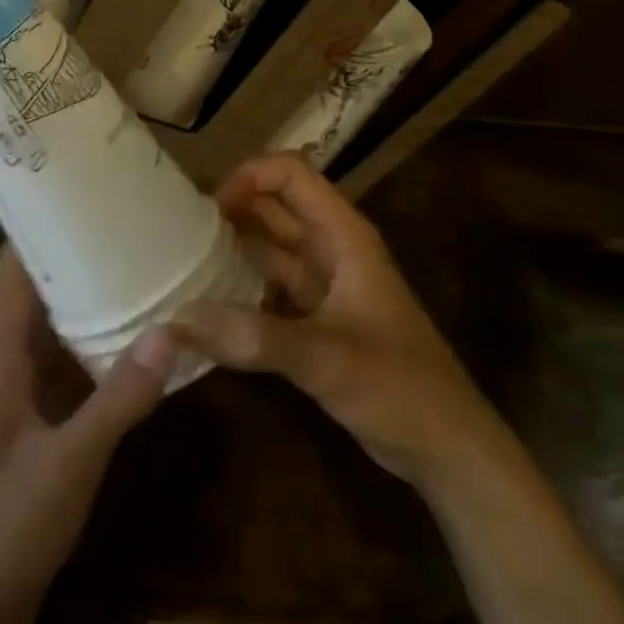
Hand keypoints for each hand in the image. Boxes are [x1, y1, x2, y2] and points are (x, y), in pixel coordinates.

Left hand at [0, 247, 174, 623]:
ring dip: (97, 308)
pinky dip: (103, 356)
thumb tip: (171, 333)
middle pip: (42, 293)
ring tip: (150, 274)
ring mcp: (24, 396)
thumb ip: (118, 401)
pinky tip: (146, 348)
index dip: (42, 229)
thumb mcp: (67, 465)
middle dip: (83, 262)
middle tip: (137, 231)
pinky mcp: (40, 427)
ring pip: (60, 333)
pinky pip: (73, 373)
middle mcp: (8, 362)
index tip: (88, 198)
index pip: (13, 269)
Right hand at [173, 151, 487, 486]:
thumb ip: (254, 337)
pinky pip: (268, 289)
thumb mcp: (326, 358)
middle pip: (273, 207)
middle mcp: (331, 250)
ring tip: (180, 262)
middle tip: (176, 231)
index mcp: (343, 236)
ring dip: (231, 249)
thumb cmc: (399, 387)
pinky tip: (205, 307)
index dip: (248, 176)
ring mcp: (324, 285)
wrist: (447, 450)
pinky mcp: (315, 320)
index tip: (206, 208)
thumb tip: (177, 319)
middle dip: (229, 210)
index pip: (291, 174)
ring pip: (269, 248)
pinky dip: (239, 290)